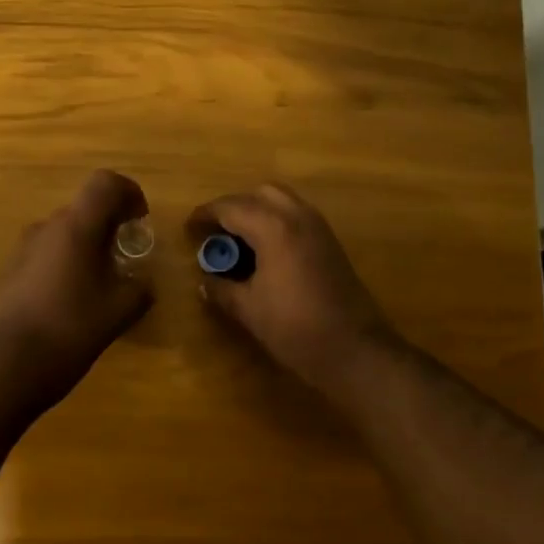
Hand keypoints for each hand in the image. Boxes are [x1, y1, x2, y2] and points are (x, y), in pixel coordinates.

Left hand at [0, 170, 153, 406]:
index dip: (129, 193)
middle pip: (83, 210)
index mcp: (75, 227)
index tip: (140, 220)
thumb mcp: (118, 312)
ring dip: (84, 249)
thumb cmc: (69, 330)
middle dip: (108, 227)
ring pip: (62, 235)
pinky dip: (64, 267)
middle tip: (125, 258)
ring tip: (100, 286)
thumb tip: (143, 283)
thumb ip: (138, 290)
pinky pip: (44, 257)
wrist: (4, 366)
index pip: (105, 183)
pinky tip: (71, 304)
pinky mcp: (8, 274)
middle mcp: (44, 229)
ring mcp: (21, 251)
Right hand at [189, 184, 395, 392]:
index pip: (231, 207)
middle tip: (216, 232)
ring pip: (282, 201)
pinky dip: (276, 222)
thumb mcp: (248, 310)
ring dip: (257, 212)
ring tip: (238, 241)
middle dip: (234, 207)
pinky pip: (297, 216)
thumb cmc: (295, 328)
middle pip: (260, 194)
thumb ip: (222, 289)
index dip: (205, 215)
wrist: (354, 349)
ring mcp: (319, 228)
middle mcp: (298, 217)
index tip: (189, 228)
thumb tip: (205, 281)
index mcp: (274, 228)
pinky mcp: (330, 243)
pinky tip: (264, 252)